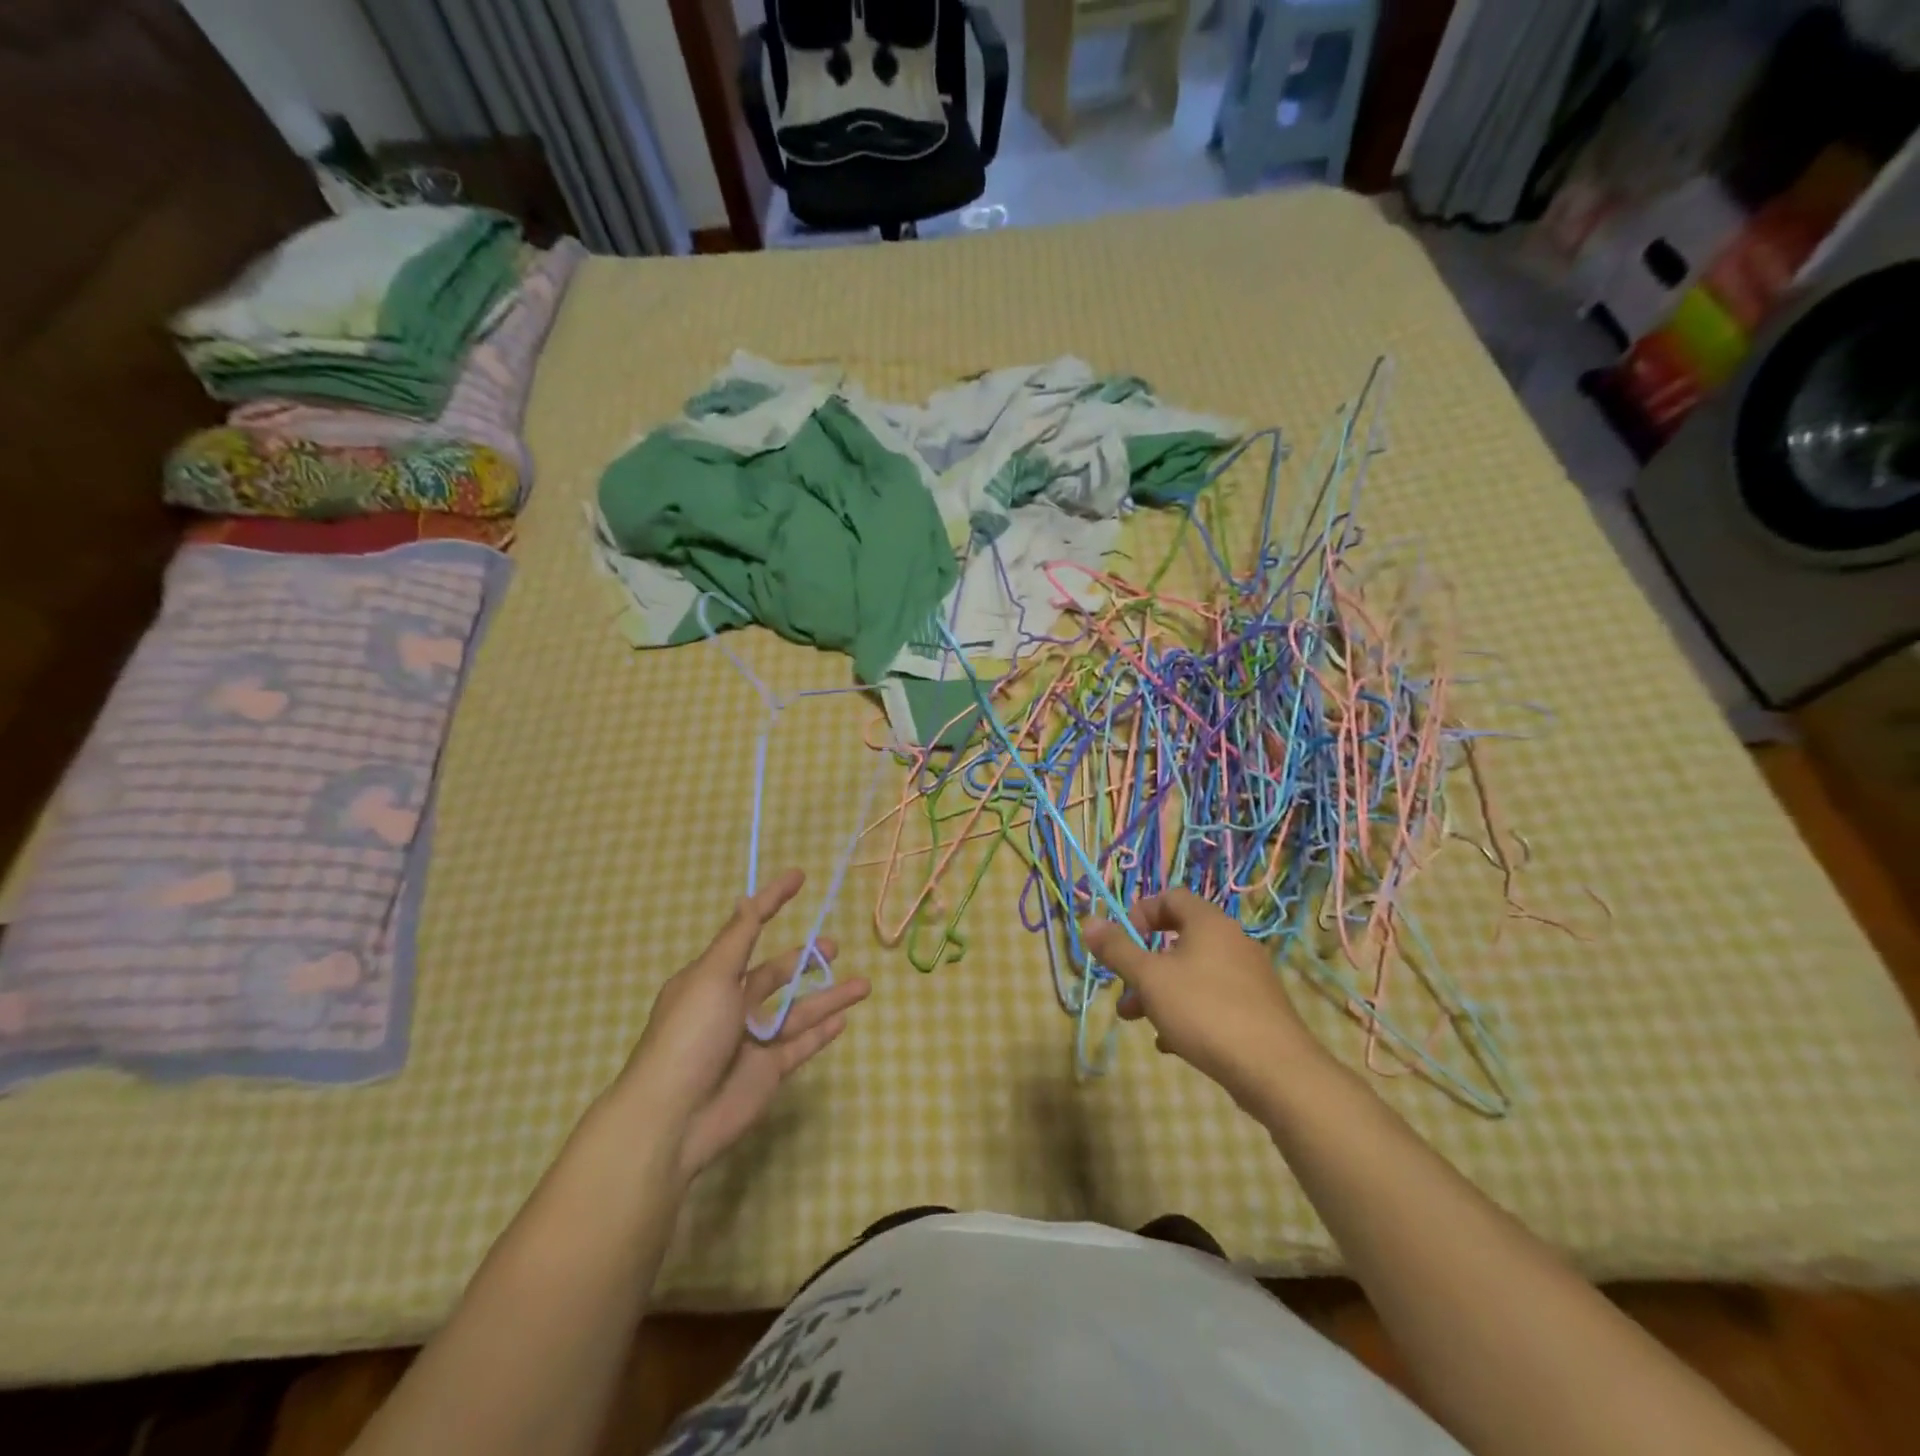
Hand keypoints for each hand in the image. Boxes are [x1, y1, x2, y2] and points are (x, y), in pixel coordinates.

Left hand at [619, 869, 869, 1178]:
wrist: (673, 1119)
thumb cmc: (689, 1035)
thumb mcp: (712, 976)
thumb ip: (738, 938)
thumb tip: (748, 898)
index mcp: (712, 977)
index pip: (748, 929)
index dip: (772, 901)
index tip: (799, 877)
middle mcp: (733, 1004)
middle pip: (777, 974)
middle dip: (806, 959)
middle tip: (836, 947)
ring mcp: (753, 1039)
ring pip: (799, 1010)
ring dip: (830, 996)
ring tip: (864, 985)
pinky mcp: (768, 1071)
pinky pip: (801, 1045)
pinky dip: (822, 1032)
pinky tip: (844, 1019)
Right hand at [1083, 888, 1322, 1109]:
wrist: (1276, 1071)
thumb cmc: (1205, 1011)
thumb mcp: (1150, 978)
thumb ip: (1117, 949)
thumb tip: (1089, 921)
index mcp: (1209, 923)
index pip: (1171, 897)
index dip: (1140, 914)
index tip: (1121, 942)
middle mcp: (1232, 942)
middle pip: (1178, 939)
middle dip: (1144, 964)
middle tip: (1123, 989)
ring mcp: (1248, 978)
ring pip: (1192, 974)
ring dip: (1160, 992)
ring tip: (1136, 1021)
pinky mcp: (1257, 1011)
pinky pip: (1212, 1001)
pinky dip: (1187, 1013)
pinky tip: (1171, 1044)